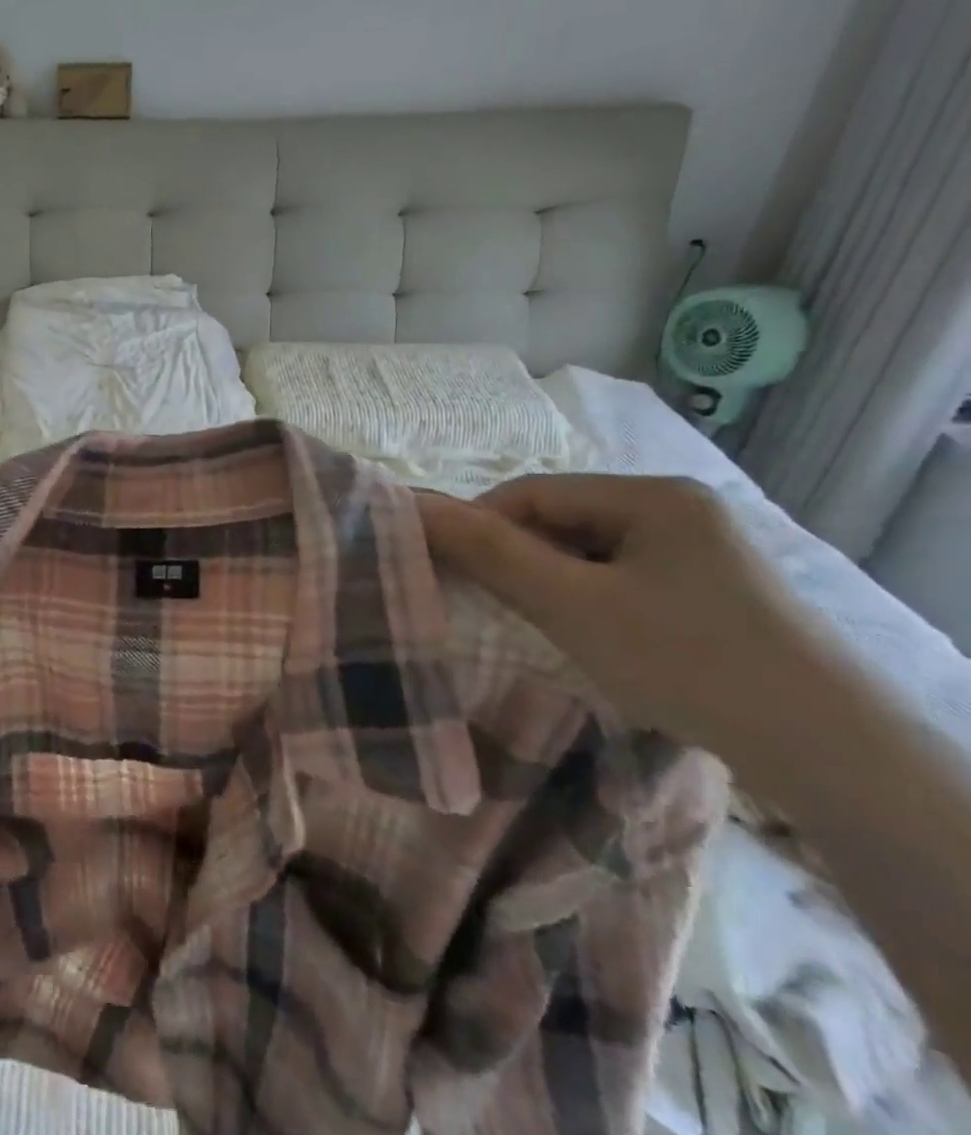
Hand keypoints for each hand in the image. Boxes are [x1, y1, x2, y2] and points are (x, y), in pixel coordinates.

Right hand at [416, 474, 836, 747]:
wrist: (835, 757)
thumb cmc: (687, 661)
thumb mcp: (572, 604)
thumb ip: (489, 552)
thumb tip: (414, 508)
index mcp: (653, 495)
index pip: (532, 493)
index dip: (478, 524)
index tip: (446, 570)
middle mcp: (680, 509)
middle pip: (562, 521)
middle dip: (518, 557)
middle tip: (490, 603)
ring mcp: (703, 550)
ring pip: (590, 552)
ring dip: (552, 581)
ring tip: (538, 624)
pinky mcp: (714, 591)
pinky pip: (623, 577)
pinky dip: (590, 599)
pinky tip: (591, 636)